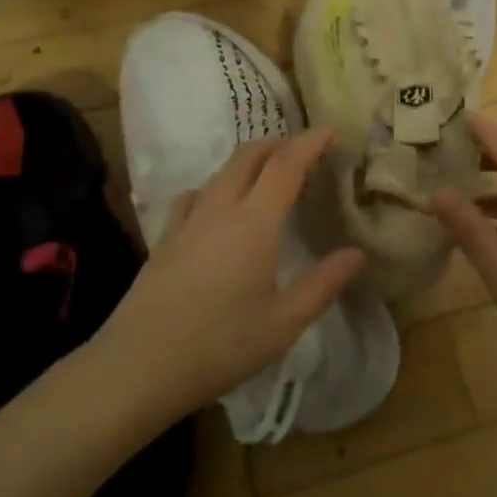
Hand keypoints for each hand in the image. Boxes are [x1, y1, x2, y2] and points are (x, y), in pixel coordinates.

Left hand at [96, 127, 364, 423]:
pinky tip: (216, 205)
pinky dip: (215, 186)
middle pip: (249, 155)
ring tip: (267, 174)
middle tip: (303, 150)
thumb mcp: (283, 323)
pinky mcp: (165, 238)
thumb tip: (357, 253)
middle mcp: (220, 209)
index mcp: (254, 222)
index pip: (286, 165)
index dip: (310, 142)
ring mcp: (187, 221)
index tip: (330, 130)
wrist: (139, 366)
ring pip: (221, 172)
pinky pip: (194, 195)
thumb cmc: (220, 345)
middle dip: (278, 143)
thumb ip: (323, 284)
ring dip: (248, 161)